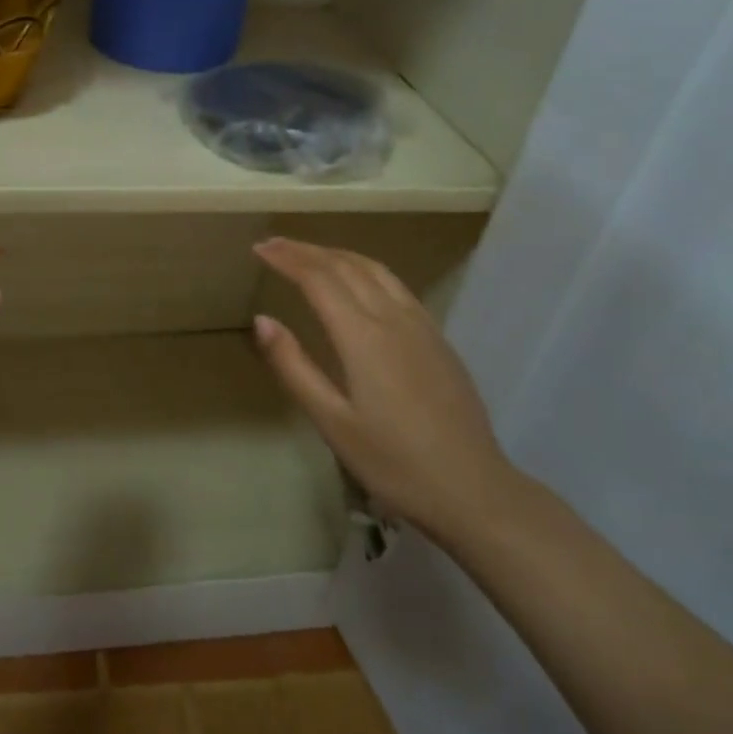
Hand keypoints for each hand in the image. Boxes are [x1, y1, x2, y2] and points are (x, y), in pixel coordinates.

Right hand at [252, 237, 516, 538]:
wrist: (472, 489)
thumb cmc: (392, 462)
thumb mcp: (331, 421)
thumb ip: (294, 366)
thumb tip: (262, 320)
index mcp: (363, 336)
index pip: (318, 278)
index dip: (287, 258)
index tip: (259, 248)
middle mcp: (393, 317)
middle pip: (345, 266)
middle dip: (306, 250)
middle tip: (274, 244)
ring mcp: (421, 325)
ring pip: (375, 270)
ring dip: (337, 254)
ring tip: (310, 254)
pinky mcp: (437, 338)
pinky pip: (396, 285)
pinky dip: (365, 269)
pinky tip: (358, 283)